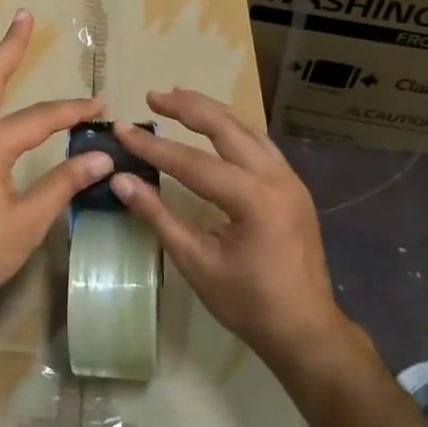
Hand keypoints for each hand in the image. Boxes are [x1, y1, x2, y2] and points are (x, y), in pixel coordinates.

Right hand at [111, 88, 347, 365]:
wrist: (306, 330)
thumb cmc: (248, 303)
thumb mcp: (196, 262)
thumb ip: (158, 216)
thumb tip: (121, 180)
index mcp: (254, 199)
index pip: (193, 162)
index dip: (153, 146)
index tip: (123, 130)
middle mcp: (276, 178)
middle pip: (226, 127)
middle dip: (187, 107)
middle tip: (153, 96)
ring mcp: (290, 178)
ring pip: (247, 128)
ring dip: (211, 111)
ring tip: (179, 97)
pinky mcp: (293, 185)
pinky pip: (259, 143)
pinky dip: (232, 127)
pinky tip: (215, 125)